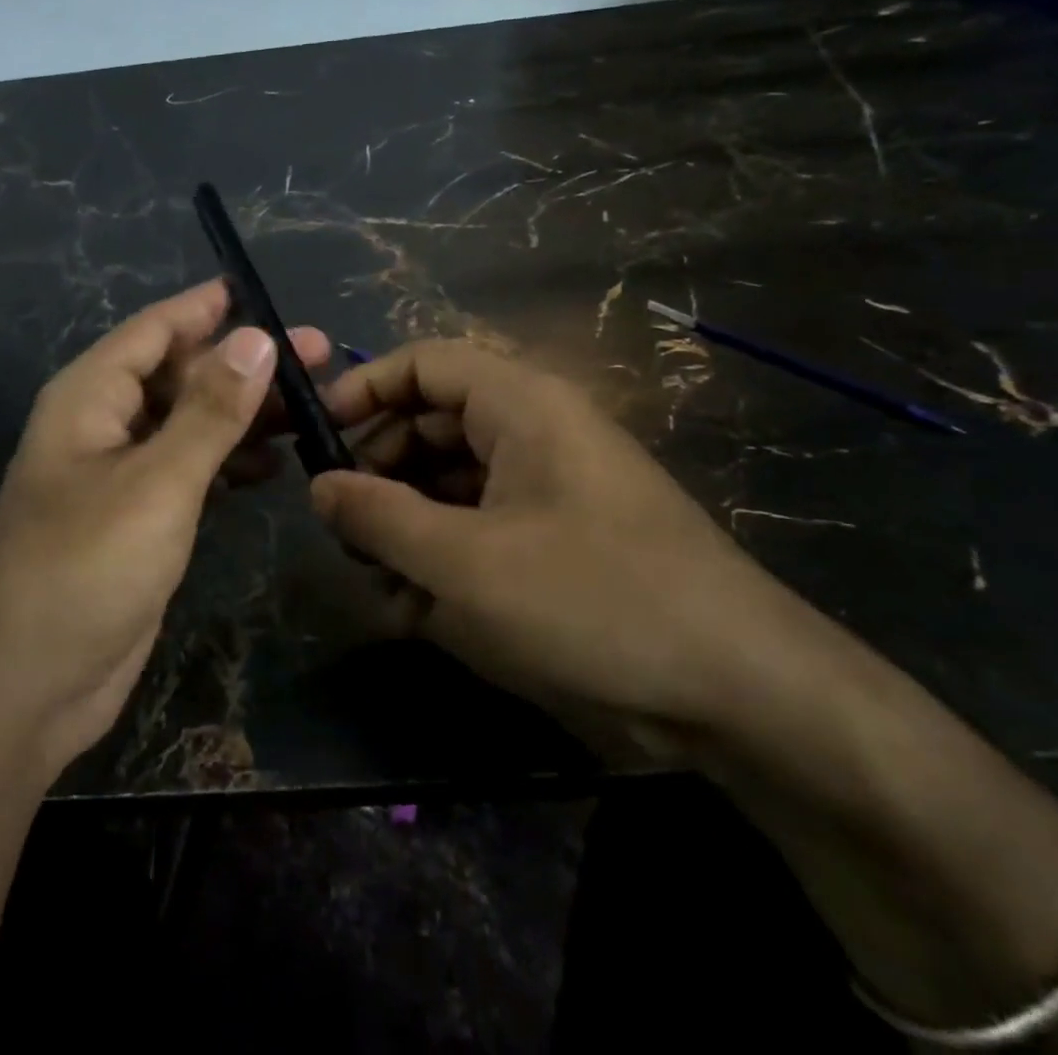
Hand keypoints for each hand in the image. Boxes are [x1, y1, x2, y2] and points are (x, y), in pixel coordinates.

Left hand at [0, 280, 327, 784]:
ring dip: (243, 412)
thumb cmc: (85, 569)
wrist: (27, 687)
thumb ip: (210, 410)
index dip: (207, 307)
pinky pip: (188, 468)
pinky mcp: (137, 518)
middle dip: (244, 363)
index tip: (264, 292)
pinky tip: (270, 464)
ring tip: (311, 407)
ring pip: (189, 422)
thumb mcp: (157, 482)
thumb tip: (258, 337)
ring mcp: (119, 474)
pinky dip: (227, 460)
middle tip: (319, 356)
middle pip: (180, 374)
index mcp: (90, 397)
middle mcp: (102, 425)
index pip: (154, 330)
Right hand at [311, 341, 819, 758]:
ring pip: (450, 483)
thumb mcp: (463, 562)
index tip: (316, 437)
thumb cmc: (592, 601)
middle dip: (378, 472)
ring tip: (377, 582)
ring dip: (406, 525)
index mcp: (520, 406)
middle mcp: (533, 433)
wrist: (740, 693)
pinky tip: (417, 611)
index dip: (364, 389)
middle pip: (430, 424)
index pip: (424, 363)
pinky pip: (480, 527)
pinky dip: (443, 558)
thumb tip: (319, 486)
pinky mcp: (556, 540)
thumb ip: (379, 517)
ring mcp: (547, 488)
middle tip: (342, 527)